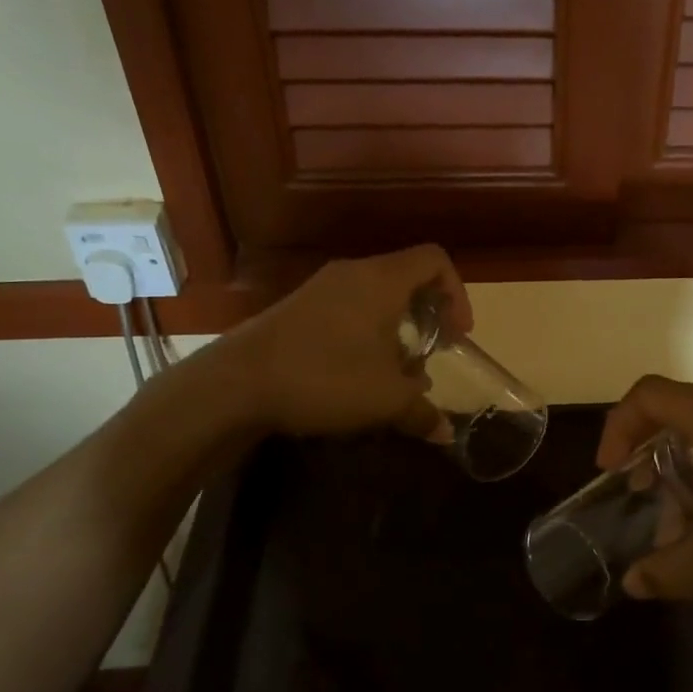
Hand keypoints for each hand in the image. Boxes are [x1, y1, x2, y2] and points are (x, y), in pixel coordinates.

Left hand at [227, 245, 471, 435]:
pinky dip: (367, 332)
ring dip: (396, 328)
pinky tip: (357, 374)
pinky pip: (348, 308)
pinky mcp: (297, 308)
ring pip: (375, 296)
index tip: (455, 334)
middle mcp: (353, 273)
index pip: (435, 259)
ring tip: (396, 372)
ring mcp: (320, 288)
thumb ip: (422, 412)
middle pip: (406, 277)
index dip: (457, 293)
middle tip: (431, 353)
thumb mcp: (384, 400)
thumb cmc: (324, 377)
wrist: (235, 383)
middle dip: (427, 315)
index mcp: (382, 280)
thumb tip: (446, 432)